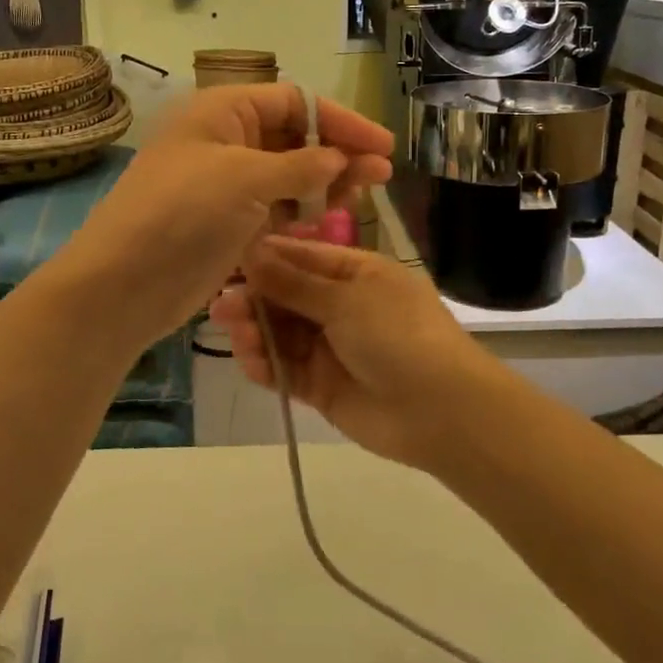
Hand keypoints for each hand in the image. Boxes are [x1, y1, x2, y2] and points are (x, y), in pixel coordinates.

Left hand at [59, 85, 392, 349]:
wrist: (125, 284)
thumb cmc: (183, 214)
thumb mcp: (246, 179)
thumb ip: (302, 166)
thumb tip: (340, 159)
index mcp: (223, 112)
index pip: (294, 102)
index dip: (340, 121)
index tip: (381, 145)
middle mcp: (226, 141)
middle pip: (294, 138)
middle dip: (338, 153)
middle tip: (381, 175)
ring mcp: (226, 185)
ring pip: (288, 175)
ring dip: (325, 183)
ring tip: (363, 197)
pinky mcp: (228, 224)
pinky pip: (275, 209)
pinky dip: (302, 212)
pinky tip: (330, 220)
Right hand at [209, 237, 494, 470]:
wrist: (441, 410)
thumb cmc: (398, 335)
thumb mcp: (346, 299)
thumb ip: (294, 282)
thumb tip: (251, 252)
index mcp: (356, 273)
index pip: (302, 256)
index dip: (265, 258)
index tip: (226, 259)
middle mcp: (342, 306)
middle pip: (286, 295)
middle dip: (255, 298)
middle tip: (221, 305)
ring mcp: (332, 347)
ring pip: (282, 333)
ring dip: (256, 331)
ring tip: (234, 333)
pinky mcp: (323, 386)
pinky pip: (287, 369)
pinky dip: (267, 365)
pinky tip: (250, 361)